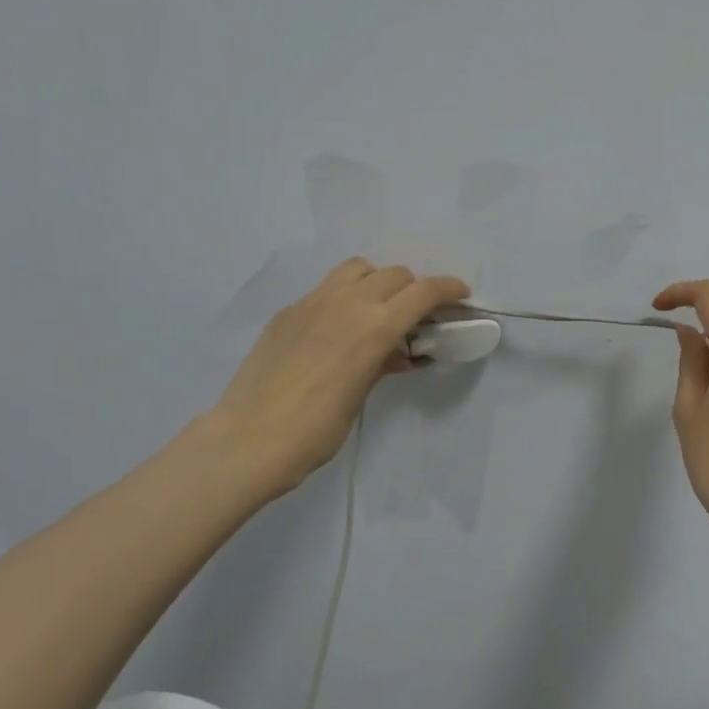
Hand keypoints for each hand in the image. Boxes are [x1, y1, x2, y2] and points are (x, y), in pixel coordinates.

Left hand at [210, 258, 469, 501]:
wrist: (247, 440)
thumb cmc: (315, 431)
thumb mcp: (360, 394)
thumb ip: (382, 362)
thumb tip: (398, 352)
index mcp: (374, 327)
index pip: (423, 292)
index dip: (448, 289)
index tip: (461, 295)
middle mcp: (346, 303)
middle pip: (395, 274)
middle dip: (415, 289)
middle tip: (418, 316)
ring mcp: (312, 302)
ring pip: (358, 269)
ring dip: (379, 281)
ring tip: (378, 310)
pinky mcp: (288, 312)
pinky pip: (327, 288)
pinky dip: (345, 296)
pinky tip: (338, 328)